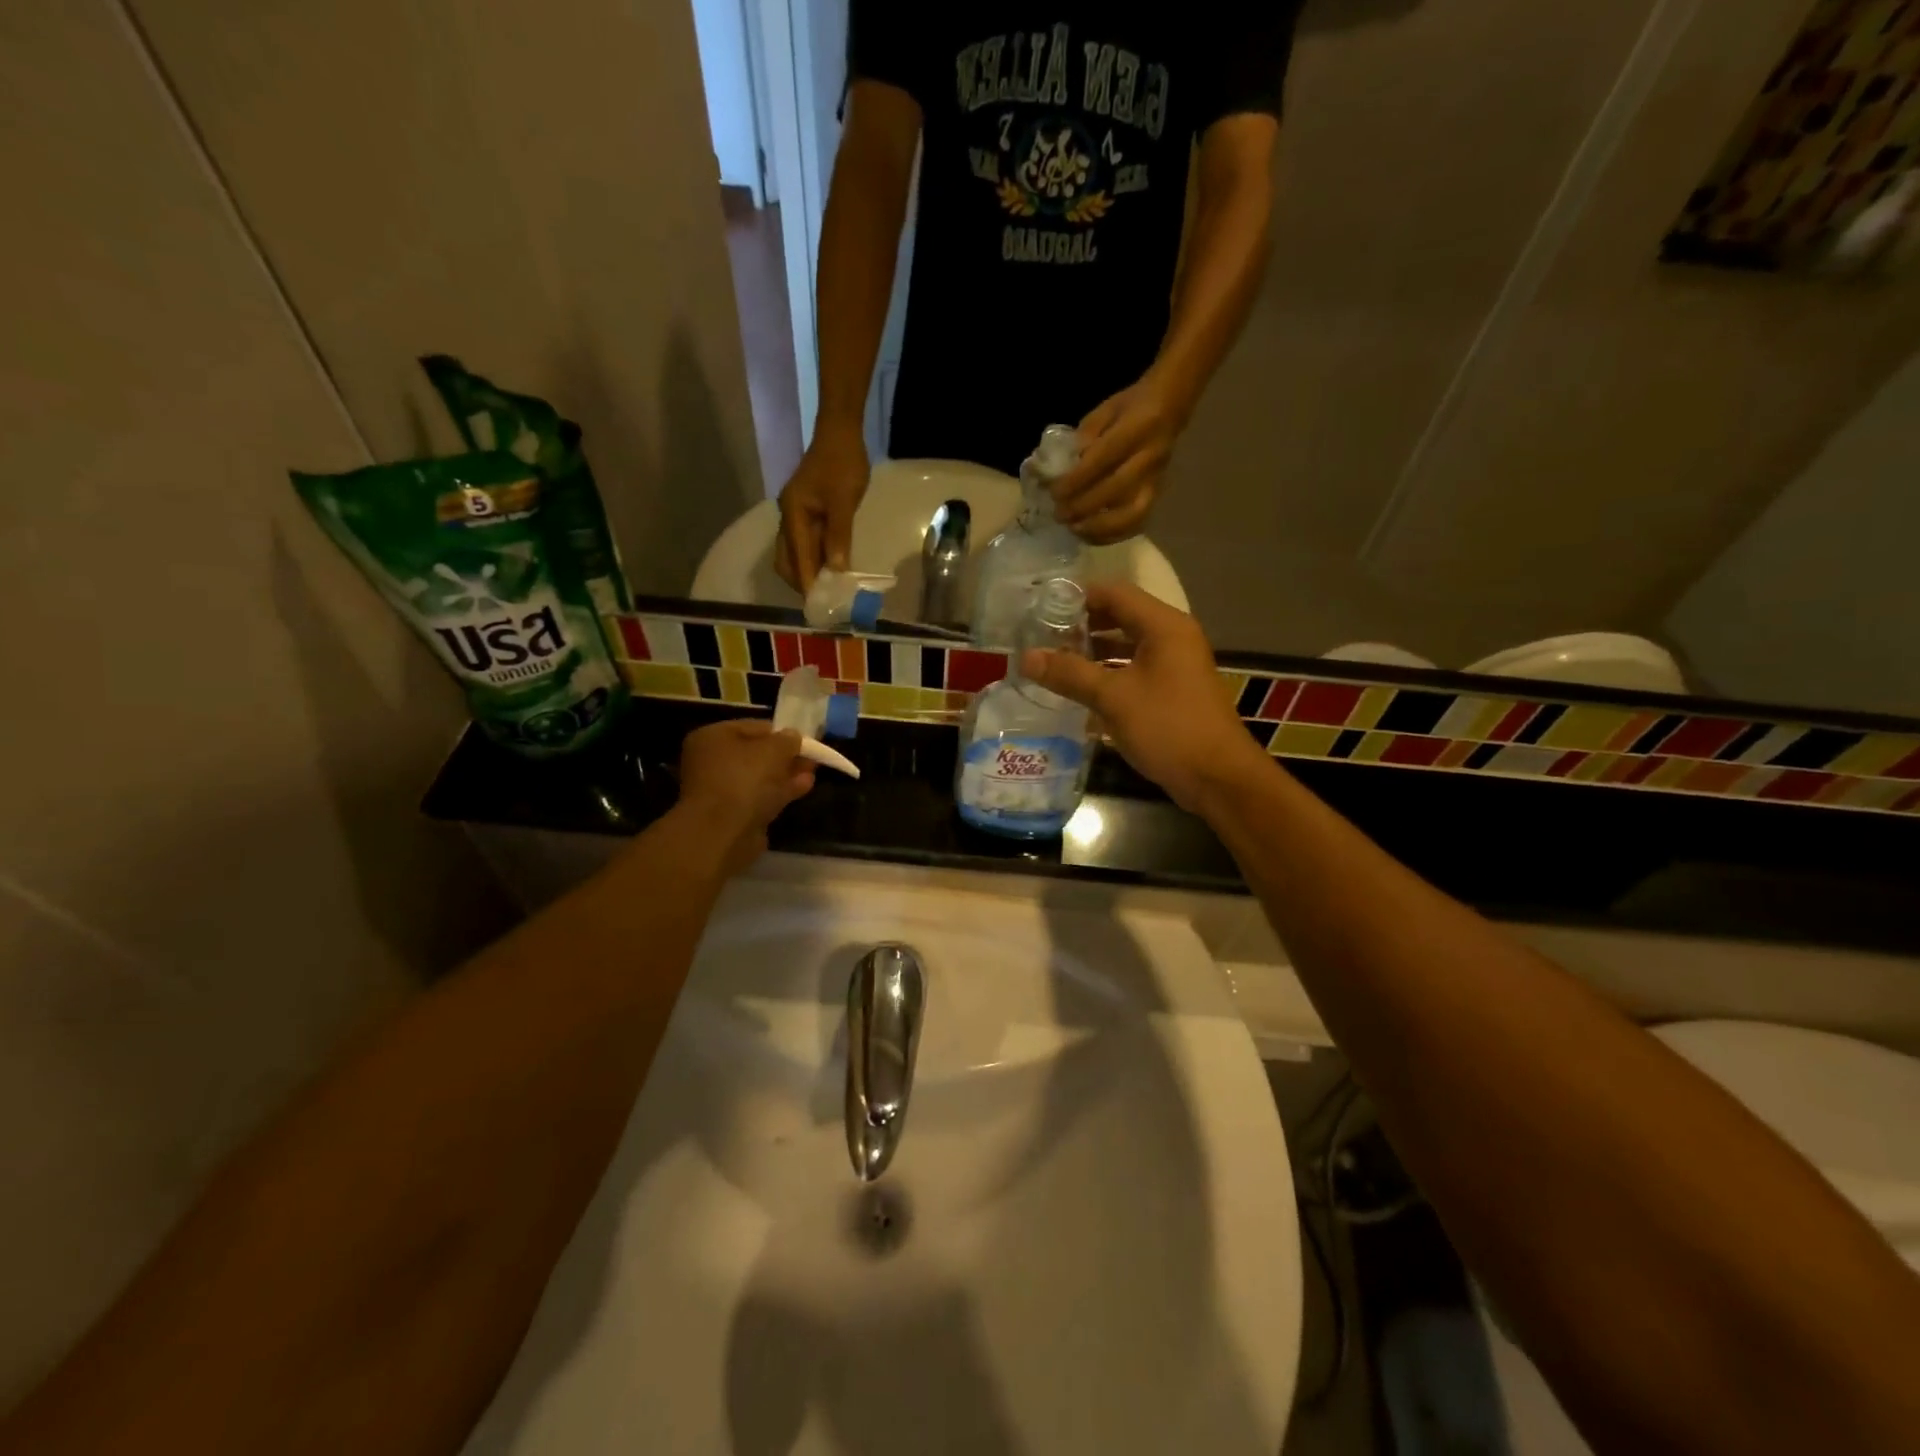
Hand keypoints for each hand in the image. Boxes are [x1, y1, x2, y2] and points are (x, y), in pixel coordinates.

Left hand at [674, 720, 815, 873]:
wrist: (724, 832)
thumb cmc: (744, 779)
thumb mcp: (774, 749)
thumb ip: (788, 740)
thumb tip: (794, 737)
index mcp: (713, 737)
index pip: (753, 727)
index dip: (782, 732)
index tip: (805, 739)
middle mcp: (711, 761)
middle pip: (756, 754)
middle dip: (786, 756)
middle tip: (811, 758)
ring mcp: (721, 789)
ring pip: (760, 777)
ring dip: (786, 774)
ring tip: (812, 773)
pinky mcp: (732, 814)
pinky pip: (760, 797)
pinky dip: (780, 792)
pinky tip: (804, 787)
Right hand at [774, 424, 868, 593]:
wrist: (840, 433)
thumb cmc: (843, 464)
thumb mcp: (843, 502)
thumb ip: (838, 537)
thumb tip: (836, 572)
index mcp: (793, 516)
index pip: (797, 559)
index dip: (807, 584)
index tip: (819, 605)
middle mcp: (788, 519)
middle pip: (787, 561)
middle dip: (802, 583)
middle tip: (824, 601)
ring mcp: (796, 516)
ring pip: (794, 554)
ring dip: (808, 573)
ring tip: (828, 590)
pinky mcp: (806, 513)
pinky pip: (805, 544)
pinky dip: (815, 560)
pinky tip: (831, 568)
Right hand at [1020, 582, 1269, 812]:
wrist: (1218, 778)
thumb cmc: (1168, 727)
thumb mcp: (1113, 698)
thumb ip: (1069, 674)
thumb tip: (1026, 657)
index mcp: (1163, 626)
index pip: (1115, 593)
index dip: (1077, 598)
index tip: (1041, 610)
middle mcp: (1172, 638)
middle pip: (1120, 617)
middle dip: (1082, 627)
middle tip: (1043, 638)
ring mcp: (1175, 665)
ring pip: (1126, 646)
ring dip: (1093, 653)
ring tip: (1054, 664)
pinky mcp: (1173, 691)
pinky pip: (1134, 671)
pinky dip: (1108, 674)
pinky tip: (1080, 691)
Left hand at [1049, 373, 1190, 543]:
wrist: (1170, 406)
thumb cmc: (1131, 407)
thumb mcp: (1105, 409)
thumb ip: (1085, 436)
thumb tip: (1065, 466)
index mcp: (1137, 429)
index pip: (1102, 460)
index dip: (1076, 480)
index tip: (1054, 493)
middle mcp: (1149, 458)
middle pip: (1115, 490)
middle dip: (1082, 506)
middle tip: (1059, 514)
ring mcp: (1155, 480)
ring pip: (1131, 514)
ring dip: (1099, 527)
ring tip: (1074, 529)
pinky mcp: (1156, 495)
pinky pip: (1137, 523)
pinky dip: (1113, 534)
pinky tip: (1091, 535)